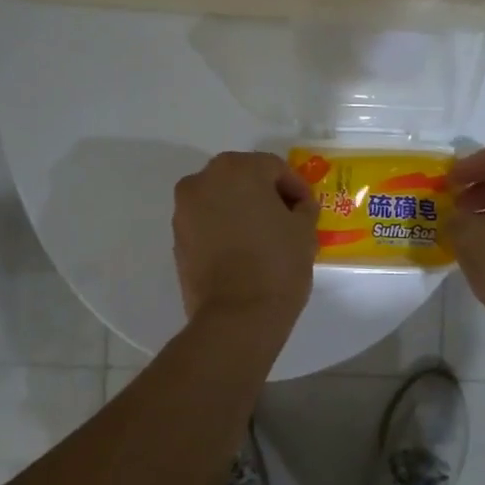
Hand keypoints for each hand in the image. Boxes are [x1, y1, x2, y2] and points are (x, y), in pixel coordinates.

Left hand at [174, 151, 319, 326]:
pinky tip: (242, 251)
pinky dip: (223, 228)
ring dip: (241, 210)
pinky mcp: (177, 237)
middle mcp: (203, 180)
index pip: (274, 168)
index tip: (308, 210)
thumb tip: (297, 207)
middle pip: (242, 178)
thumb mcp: (304, 231)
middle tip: (286, 220)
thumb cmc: (276, 265)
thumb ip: (303, 208)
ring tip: (264, 237)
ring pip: (221, 199)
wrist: (236, 316)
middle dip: (265, 194)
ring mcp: (185, 209)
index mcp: (237, 169)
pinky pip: (206, 222)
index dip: (296, 188)